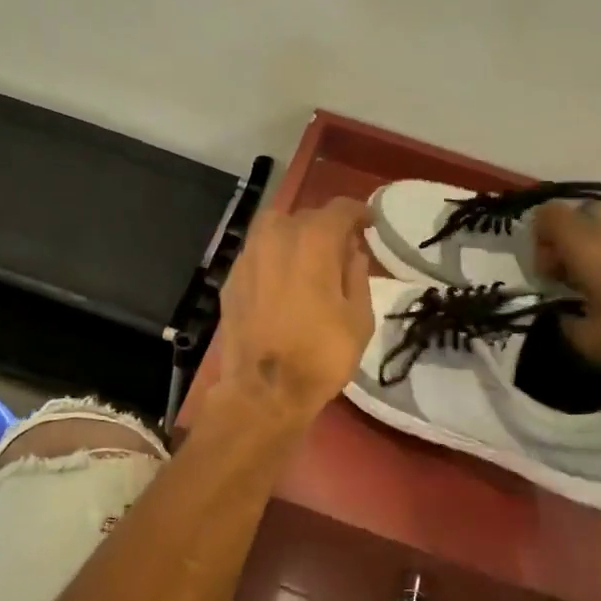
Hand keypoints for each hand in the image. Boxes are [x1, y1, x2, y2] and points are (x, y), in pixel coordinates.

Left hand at [210, 200, 374, 425]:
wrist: (263, 390)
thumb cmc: (321, 355)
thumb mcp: (359, 318)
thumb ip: (357, 275)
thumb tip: (352, 252)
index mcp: (313, 241)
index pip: (339, 209)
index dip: (358, 212)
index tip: (370, 224)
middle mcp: (276, 237)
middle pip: (305, 216)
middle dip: (326, 226)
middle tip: (342, 247)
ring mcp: (248, 256)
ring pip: (274, 228)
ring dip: (295, 235)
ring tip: (309, 258)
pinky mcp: (231, 278)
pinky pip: (258, 253)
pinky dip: (274, 257)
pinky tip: (283, 279)